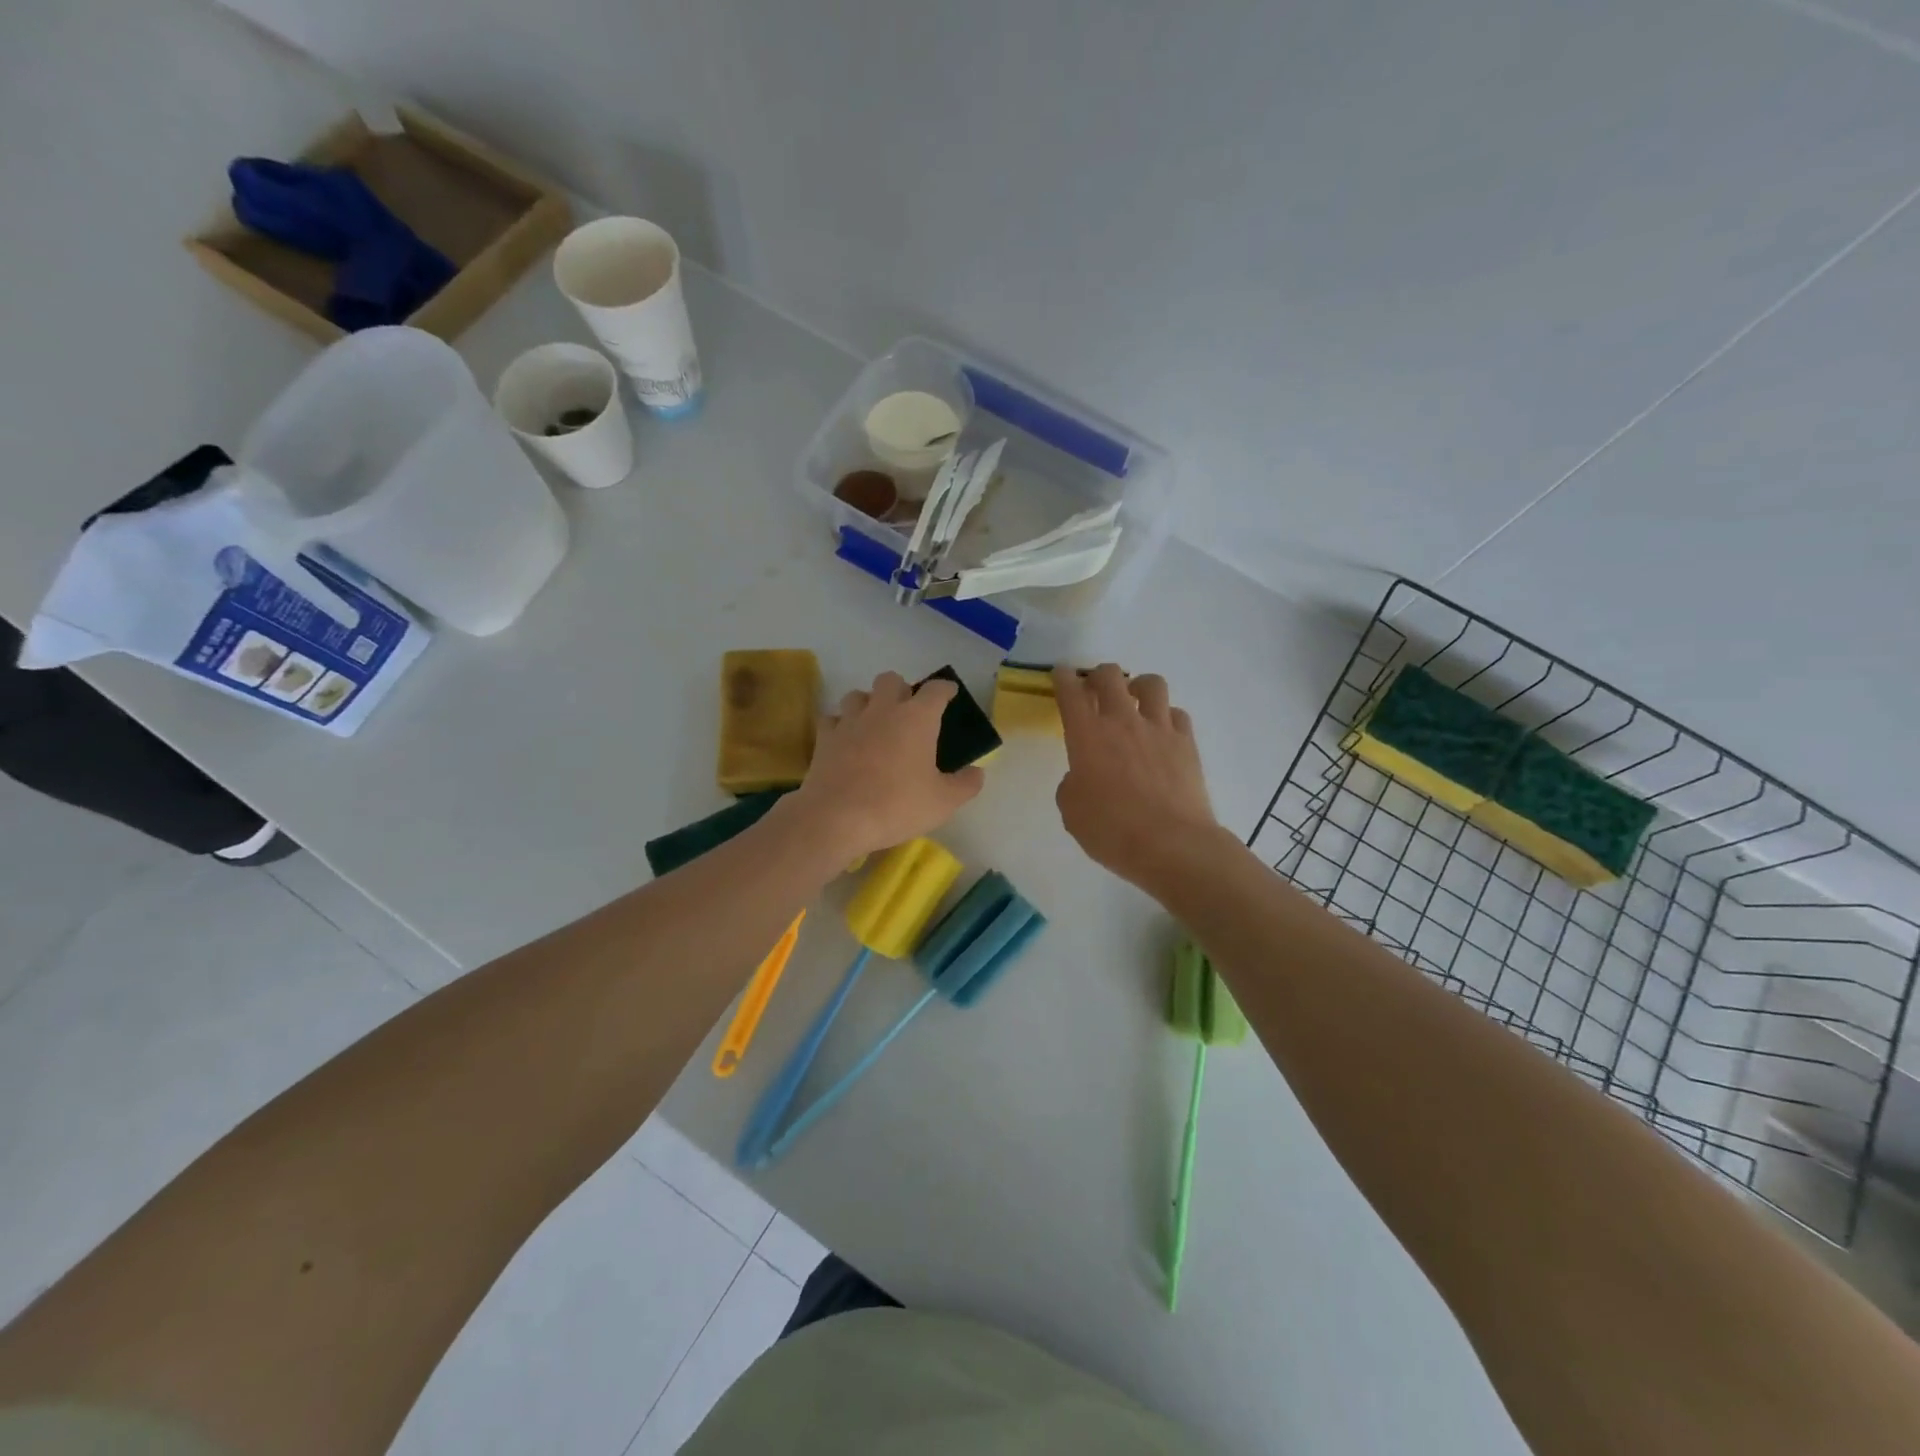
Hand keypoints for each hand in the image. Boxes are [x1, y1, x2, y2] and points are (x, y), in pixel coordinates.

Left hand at [788, 671, 983, 859]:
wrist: (838, 817)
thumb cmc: (897, 805)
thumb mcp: (943, 802)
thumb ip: (966, 784)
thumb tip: (977, 772)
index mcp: (917, 718)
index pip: (936, 690)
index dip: (945, 689)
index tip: (949, 693)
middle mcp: (883, 709)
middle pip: (891, 680)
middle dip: (901, 689)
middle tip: (908, 710)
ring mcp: (850, 720)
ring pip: (858, 694)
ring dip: (869, 703)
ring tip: (875, 722)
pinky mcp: (825, 737)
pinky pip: (833, 719)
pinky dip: (841, 725)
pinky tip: (846, 739)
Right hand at [1054, 664, 1222, 888]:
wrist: (1171, 844)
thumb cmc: (1112, 831)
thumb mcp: (1072, 812)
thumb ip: (1072, 785)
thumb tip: (1084, 776)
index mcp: (1086, 735)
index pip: (1071, 692)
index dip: (1063, 678)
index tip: (1061, 675)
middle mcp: (1122, 721)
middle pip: (1110, 675)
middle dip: (1098, 675)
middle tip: (1095, 689)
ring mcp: (1158, 729)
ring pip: (1151, 683)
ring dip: (1138, 686)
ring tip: (1135, 701)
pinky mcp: (1186, 742)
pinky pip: (1177, 714)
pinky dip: (1166, 717)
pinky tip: (1162, 732)